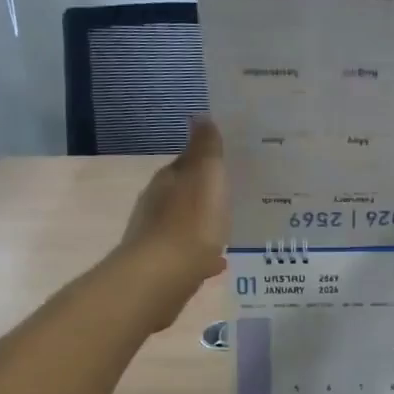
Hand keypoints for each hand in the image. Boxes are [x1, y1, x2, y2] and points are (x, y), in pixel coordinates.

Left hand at [120, 118, 228, 326]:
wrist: (162, 277)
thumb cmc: (190, 222)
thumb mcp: (206, 176)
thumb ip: (205, 148)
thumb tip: (200, 116)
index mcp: (168, 179)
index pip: (188, 162)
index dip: (209, 161)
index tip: (232, 164)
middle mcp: (157, 203)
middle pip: (185, 193)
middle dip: (207, 194)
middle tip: (236, 195)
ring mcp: (157, 236)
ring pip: (186, 223)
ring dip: (204, 223)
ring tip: (230, 227)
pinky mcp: (162, 265)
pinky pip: (188, 252)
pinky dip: (202, 253)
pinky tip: (218, 261)